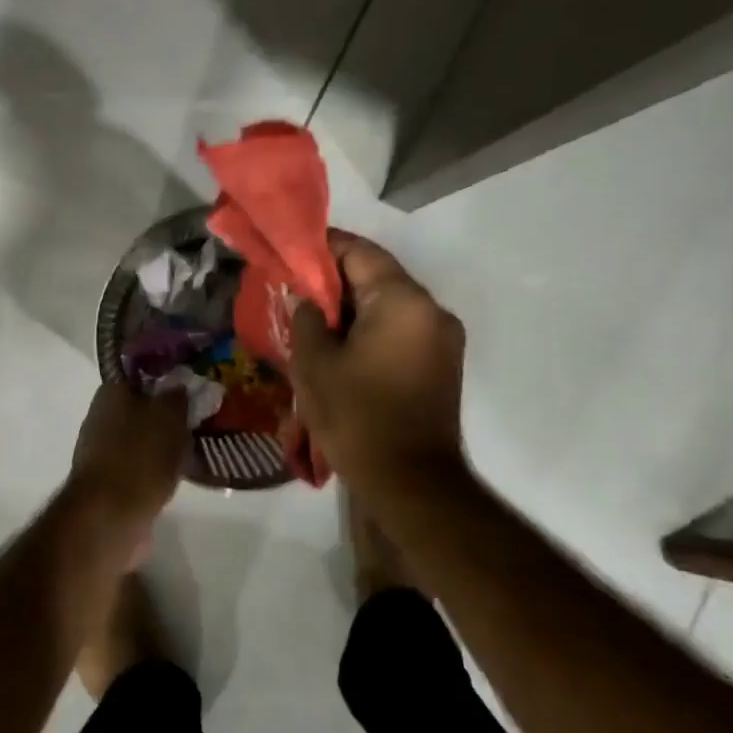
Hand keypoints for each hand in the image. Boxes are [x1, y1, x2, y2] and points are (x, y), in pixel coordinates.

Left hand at [65, 380, 187, 529]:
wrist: (110, 515)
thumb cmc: (140, 455)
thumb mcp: (169, 416)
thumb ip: (177, 397)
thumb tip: (179, 387)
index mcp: (111, 392)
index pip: (142, 376)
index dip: (168, 381)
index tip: (192, 391)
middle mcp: (101, 416)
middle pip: (142, 408)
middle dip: (167, 416)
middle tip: (197, 422)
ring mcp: (102, 450)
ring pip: (142, 438)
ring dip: (163, 444)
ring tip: (193, 450)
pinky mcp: (108, 481)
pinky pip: (139, 465)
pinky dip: (156, 469)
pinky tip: (178, 475)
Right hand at [288, 232, 467, 491]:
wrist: (413, 484)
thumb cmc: (358, 418)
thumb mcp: (315, 365)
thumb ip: (305, 318)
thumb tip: (304, 297)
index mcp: (403, 301)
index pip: (359, 252)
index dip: (321, 248)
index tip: (290, 254)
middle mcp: (431, 310)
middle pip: (377, 276)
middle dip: (334, 280)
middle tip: (295, 291)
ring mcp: (442, 337)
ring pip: (389, 303)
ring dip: (352, 306)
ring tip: (313, 320)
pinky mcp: (442, 363)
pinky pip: (401, 328)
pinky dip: (371, 327)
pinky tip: (340, 345)